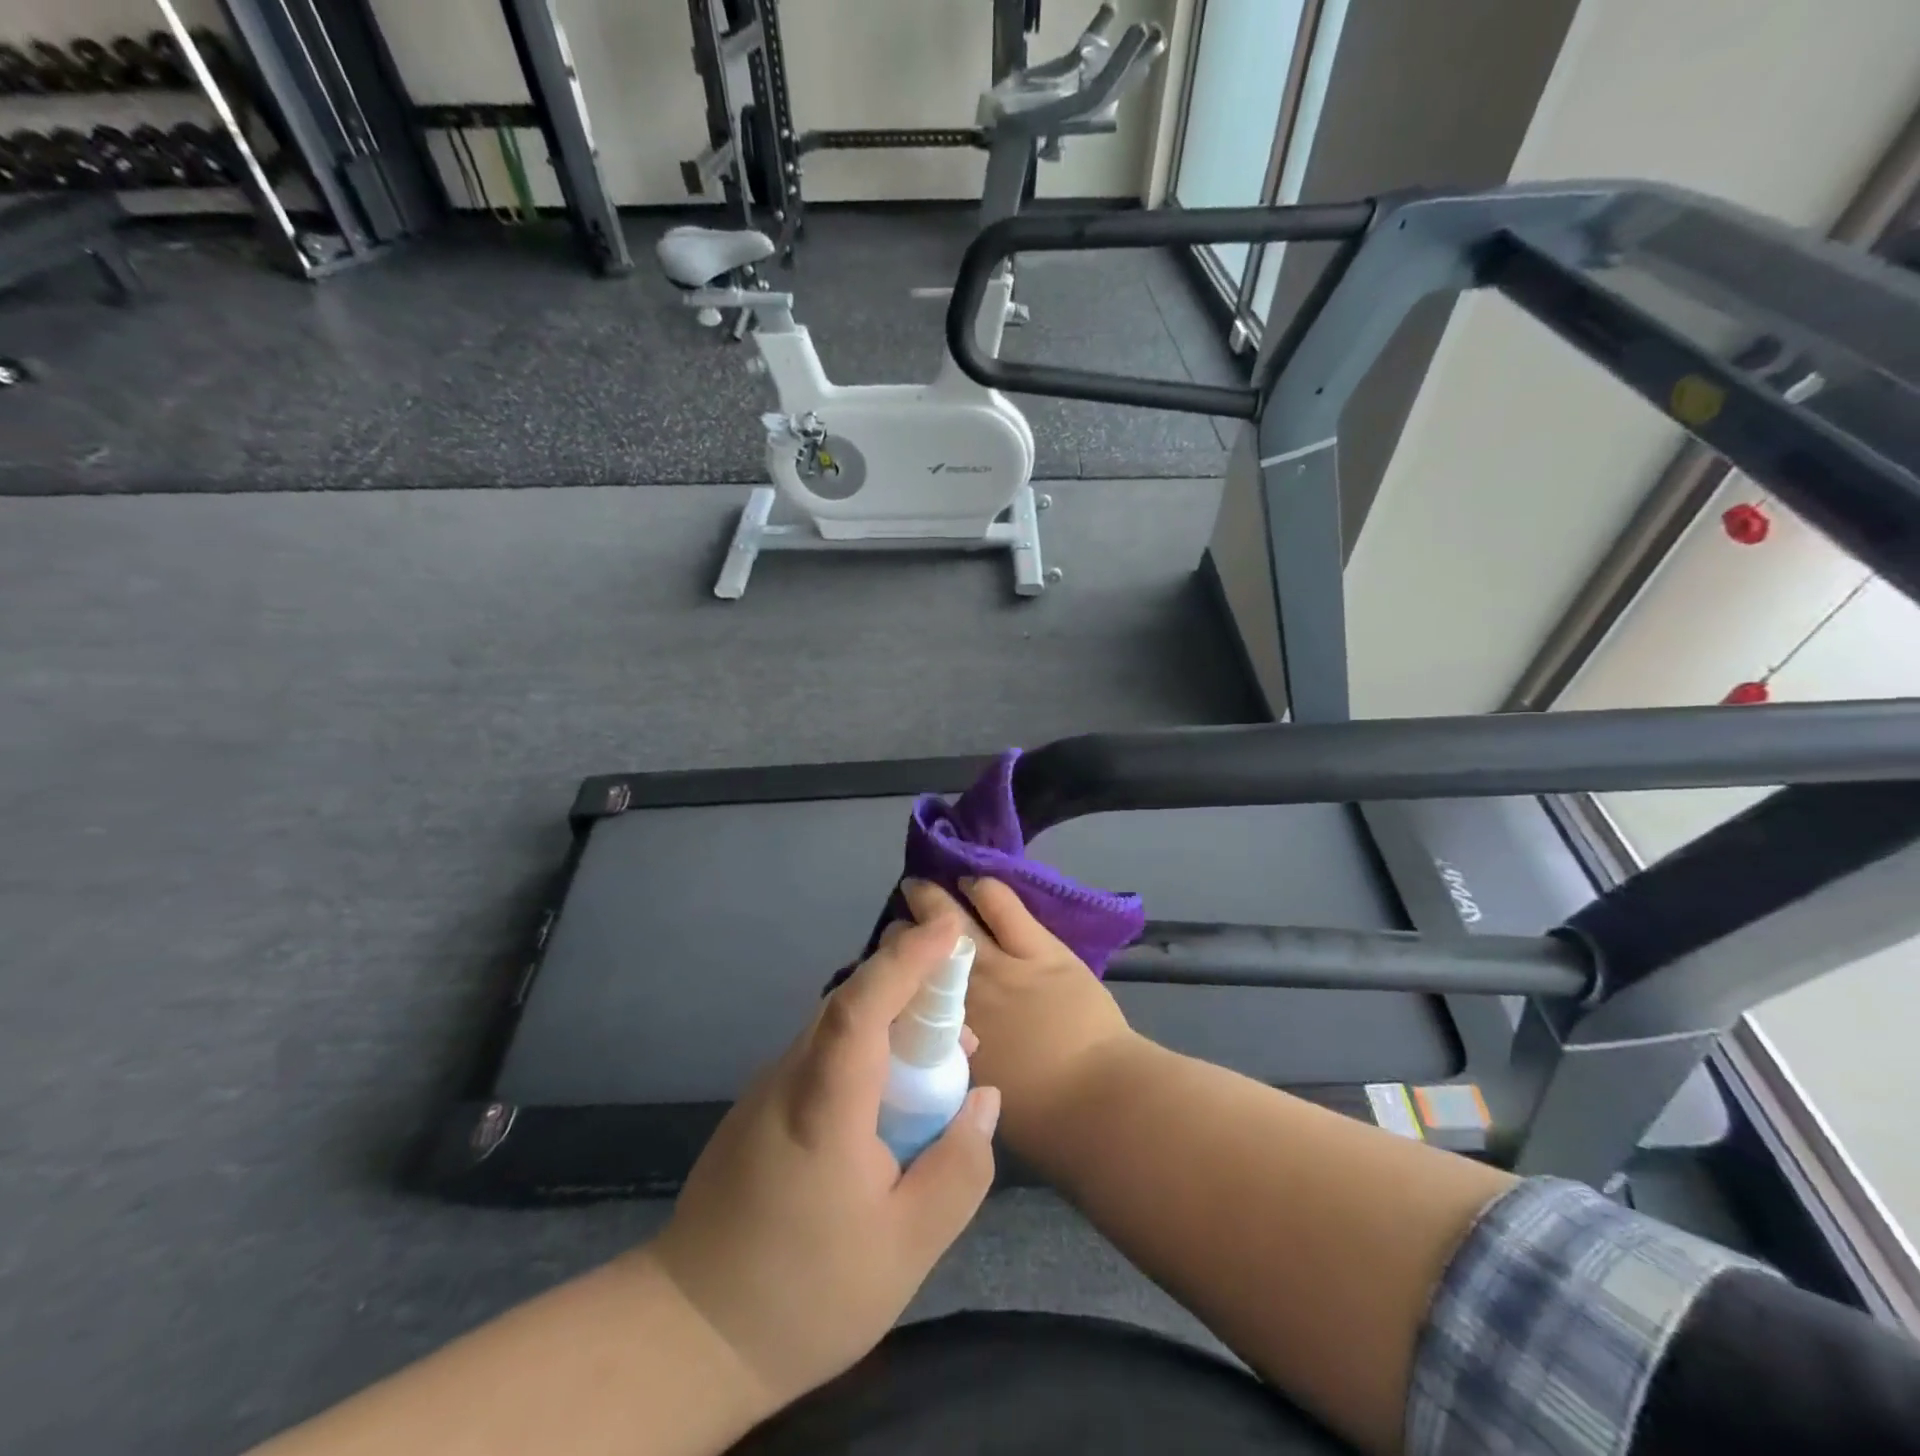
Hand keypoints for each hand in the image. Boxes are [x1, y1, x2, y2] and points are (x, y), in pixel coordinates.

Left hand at [650, 912, 1000, 1415]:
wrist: (690, 1335)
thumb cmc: (805, 1294)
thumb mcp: (907, 1248)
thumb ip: (959, 1168)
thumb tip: (983, 1098)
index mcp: (823, 1104)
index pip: (862, 1004)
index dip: (907, 959)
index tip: (951, 930)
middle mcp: (790, 1076)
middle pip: (853, 1004)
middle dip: (913, 987)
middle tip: (965, 1014)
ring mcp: (770, 1088)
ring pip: (839, 1028)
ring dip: (894, 1024)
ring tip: (941, 1060)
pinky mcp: (763, 1106)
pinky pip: (826, 1055)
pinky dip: (869, 1052)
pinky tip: (893, 1098)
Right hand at [900, 878, 1136, 1157]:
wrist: (1099, 1101)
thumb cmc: (1042, 1119)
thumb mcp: (978, 1095)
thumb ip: (956, 1061)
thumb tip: (946, 1041)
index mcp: (945, 1039)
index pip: (902, 997)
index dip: (891, 977)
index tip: (888, 969)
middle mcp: (961, 996)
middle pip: (917, 953)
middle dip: (900, 935)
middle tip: (896, 926)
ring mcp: (1000, 966)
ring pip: (953, 922)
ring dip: (931, 901)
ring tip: (918, 886)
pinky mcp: (1039, 949)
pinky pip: (1003, 908)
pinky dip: (984, 890)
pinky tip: (971, 882)